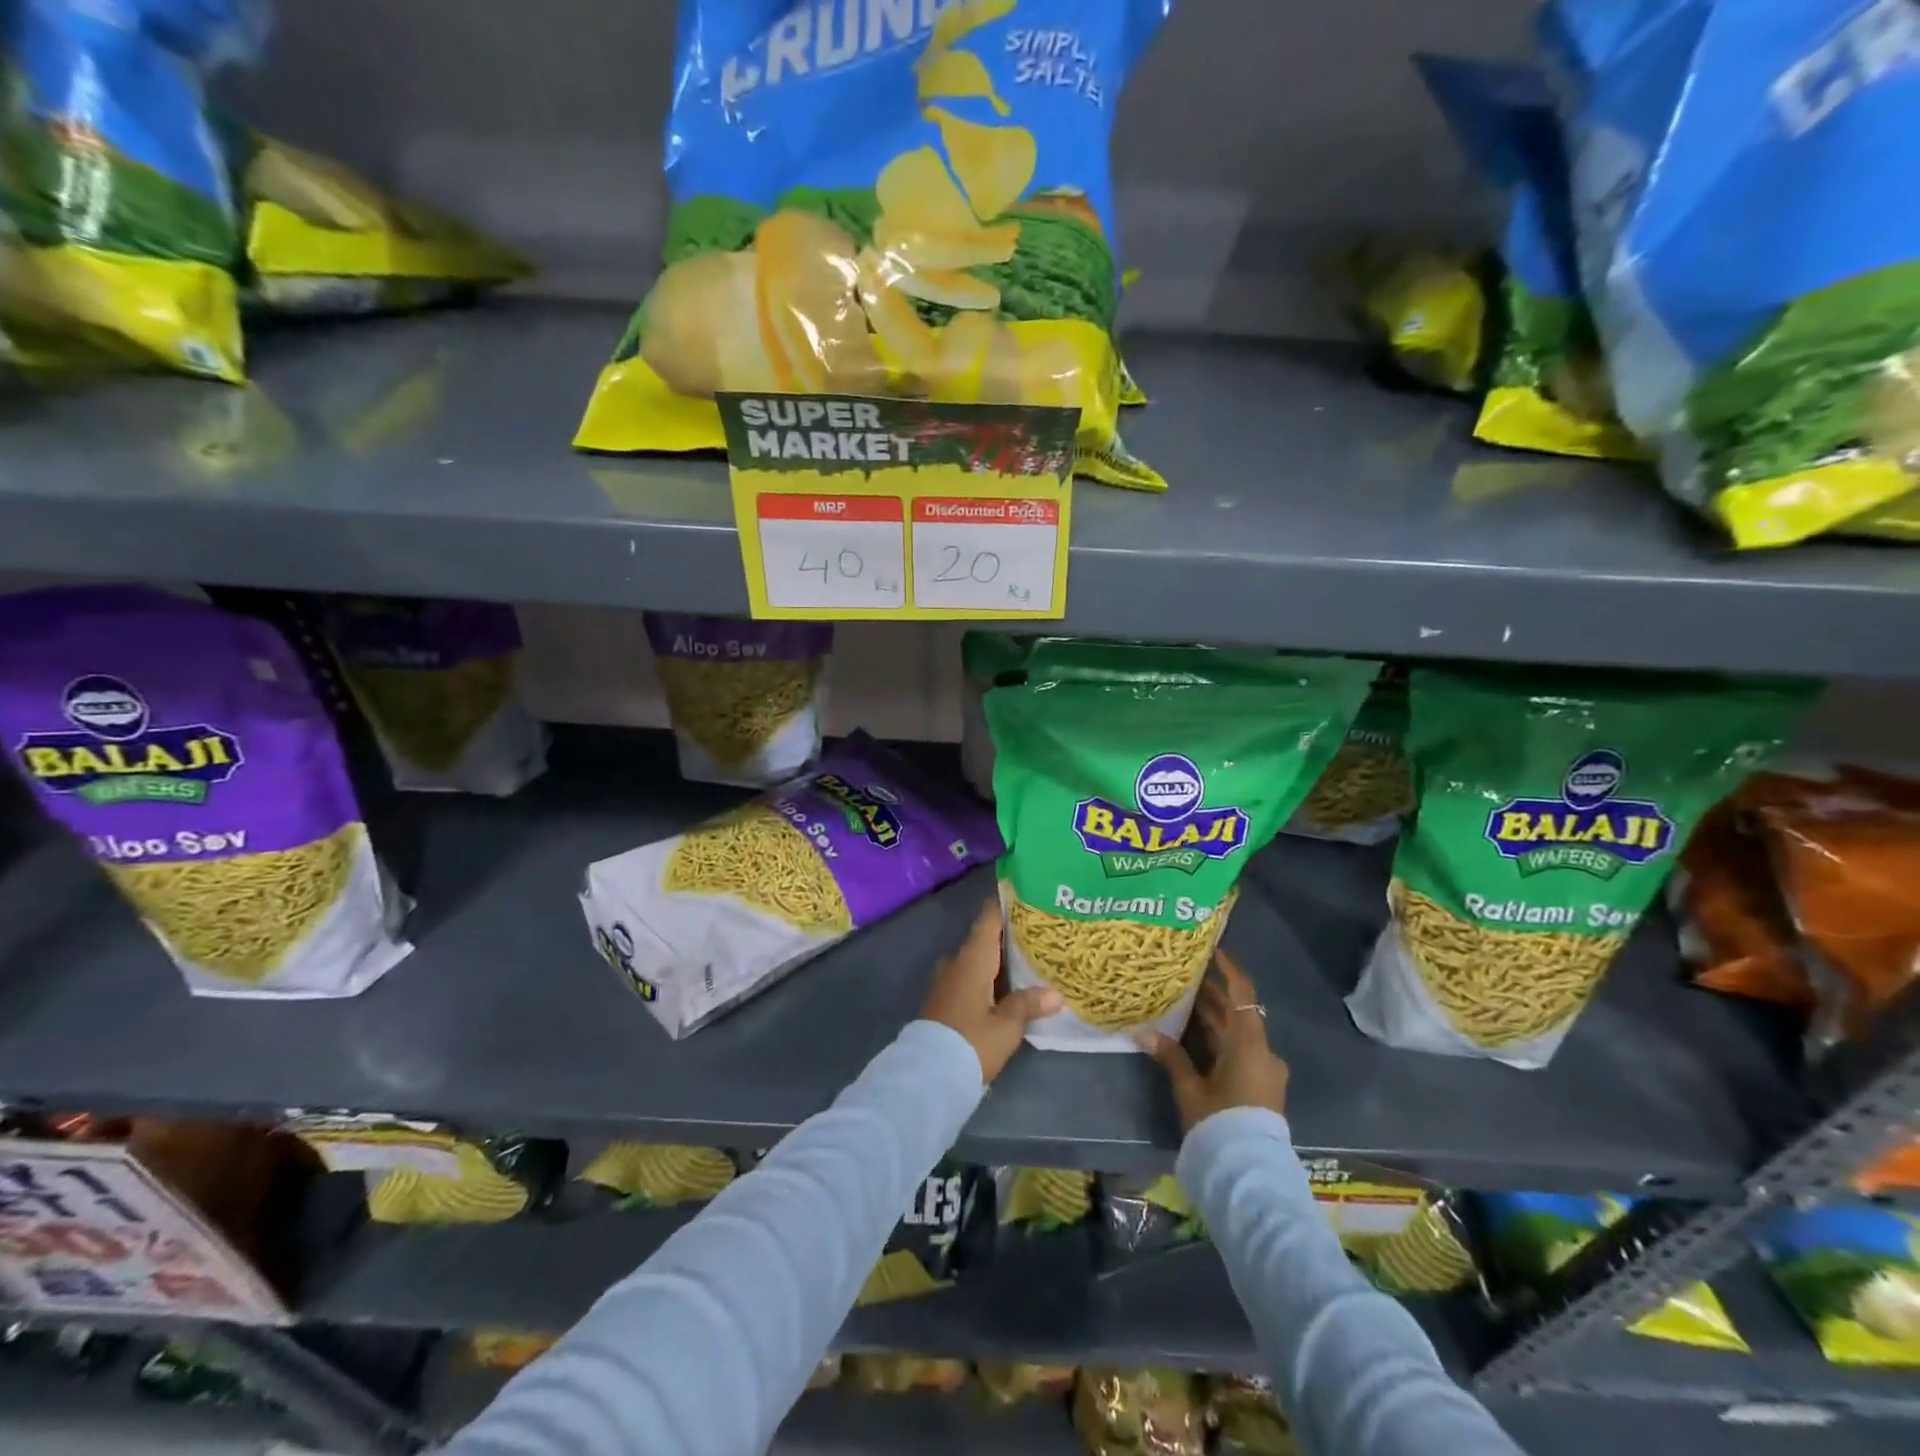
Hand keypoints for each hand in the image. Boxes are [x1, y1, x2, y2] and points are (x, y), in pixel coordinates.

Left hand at [922, 898, 1060, 1083]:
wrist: (928, 1076)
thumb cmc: (971, 1042)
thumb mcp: (1006, 1026)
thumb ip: (1028, 1005)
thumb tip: (1056, 994)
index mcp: (972, 960)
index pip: (987, 921)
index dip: (1001, 905)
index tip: (1019, 892)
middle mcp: (955, 964)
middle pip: (981, 941)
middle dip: (1004, 936)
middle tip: (1033, 933)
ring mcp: (945, 984)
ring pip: (973, 962)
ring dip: (994, 961)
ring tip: (1022, 962)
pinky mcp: (942, 1003)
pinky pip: (966, 980)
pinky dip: (984, 979)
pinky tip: (1002, 990)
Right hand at [1138, 949, 1288, 1131]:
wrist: (1250, 1174)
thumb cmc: (1220, 1122)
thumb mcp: (1191, 1088)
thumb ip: (1171, 1057)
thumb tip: (1144, 1031)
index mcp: (1249, 1043)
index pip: (1242, 993)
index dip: (1229, 969)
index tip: (1212, 950)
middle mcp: (1263, 1051)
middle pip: (1239, 1013)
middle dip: (1213, 995)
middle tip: (1185, 976)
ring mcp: (1265, 1071)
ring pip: (1239, 1034)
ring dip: (1215, 1019)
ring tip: (1184, 1002)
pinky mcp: (1261, 1088)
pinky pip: (1241, 1052)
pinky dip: (1221, 1039)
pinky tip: (1196, 1038)